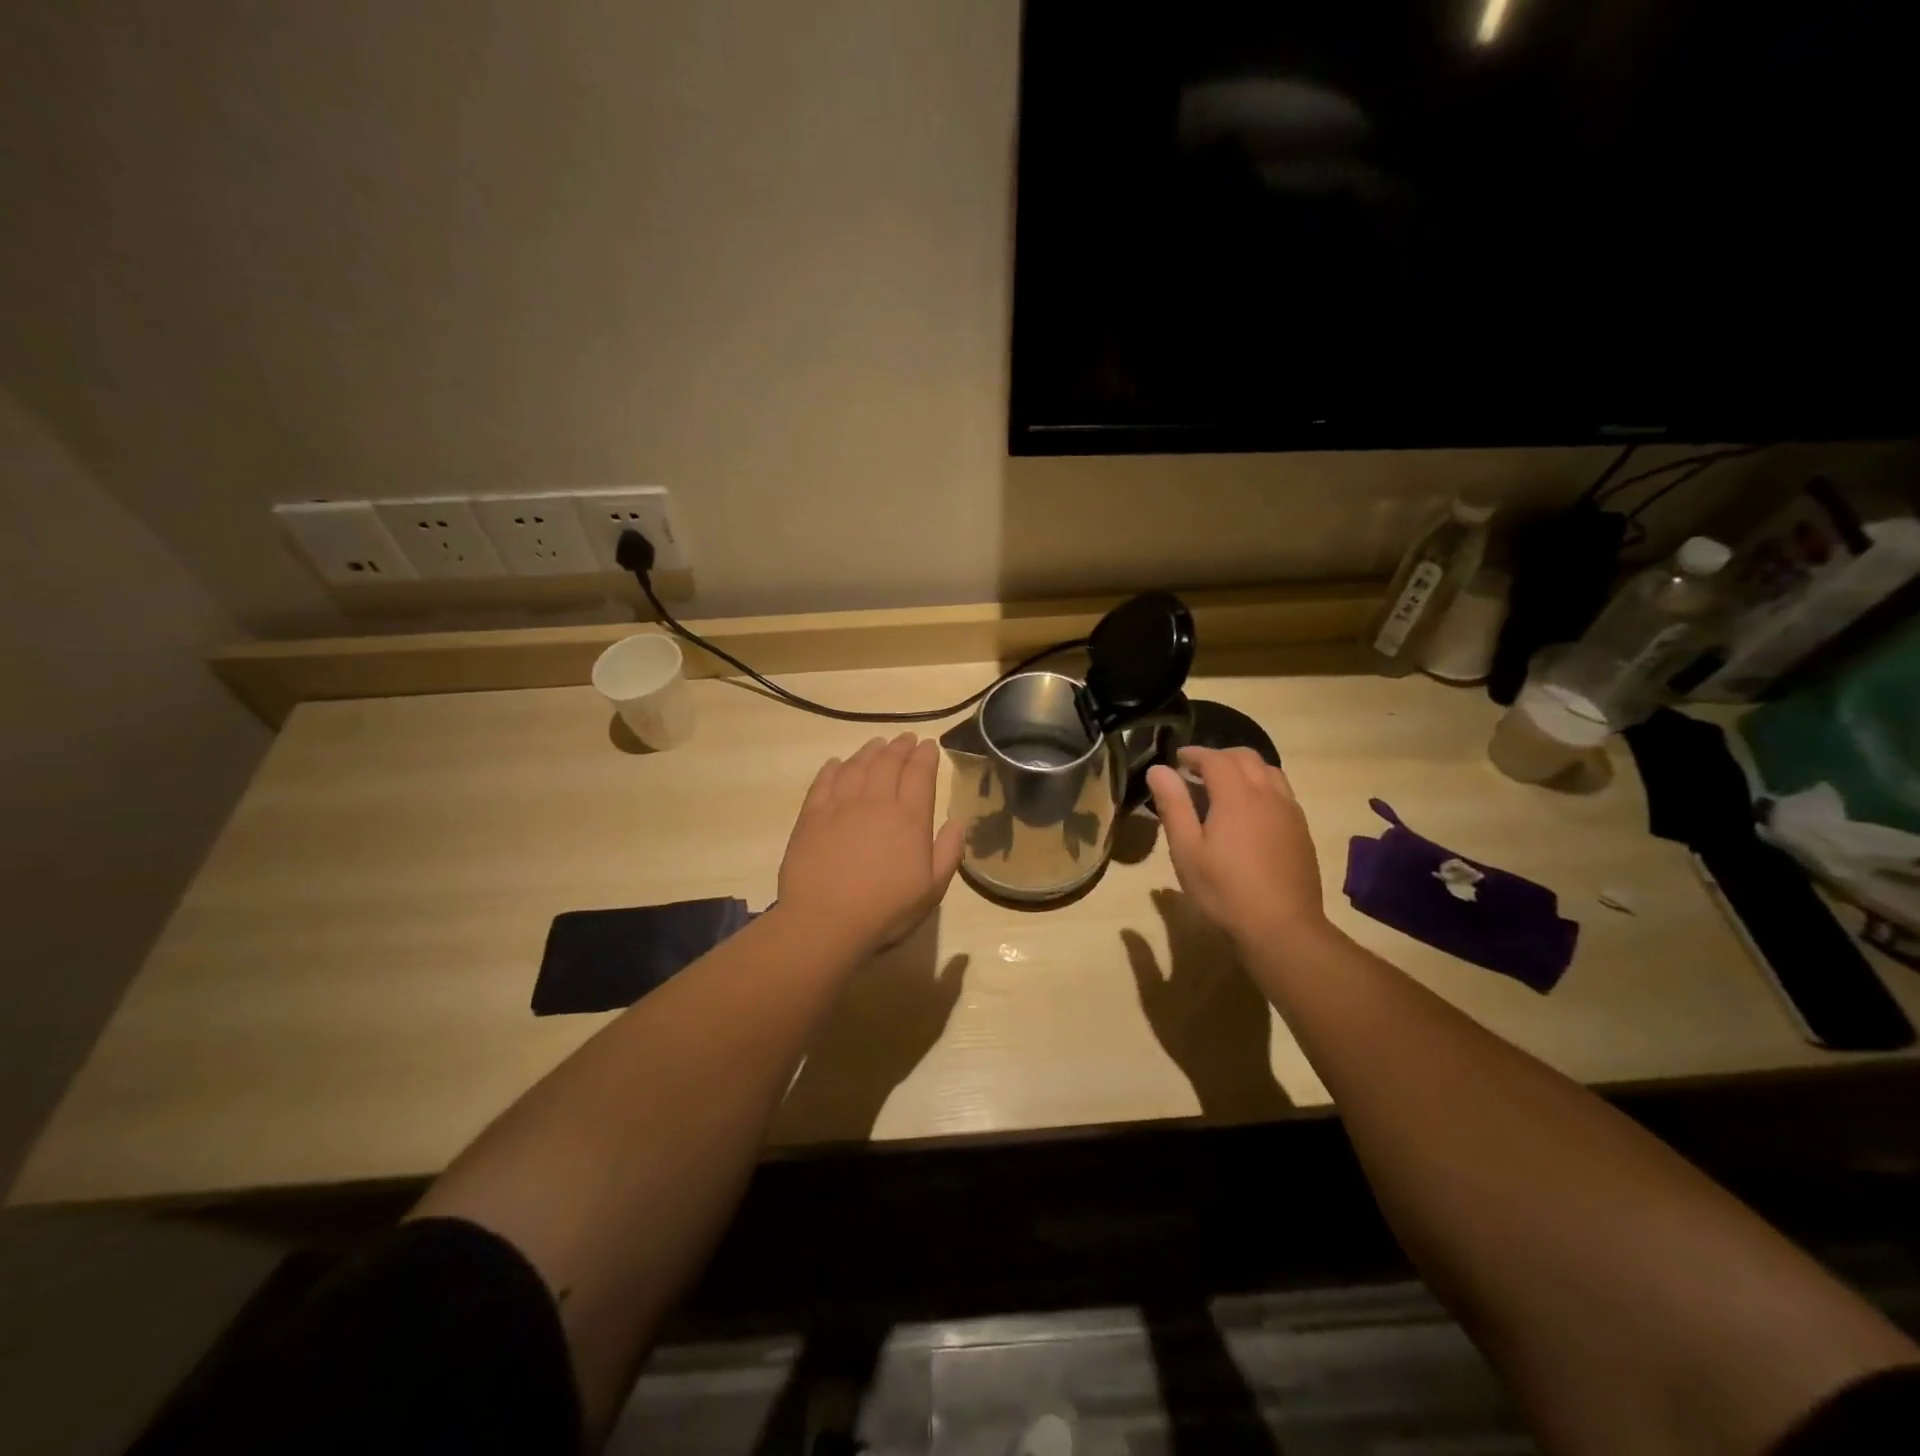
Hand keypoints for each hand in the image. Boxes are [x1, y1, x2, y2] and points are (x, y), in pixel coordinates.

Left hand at [778, 733, 965, 955]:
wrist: (825, 921)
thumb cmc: (885, 910)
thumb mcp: (932, 889)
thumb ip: (948, 852)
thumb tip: (958, 822)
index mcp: (909, 818)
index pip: (920, 774)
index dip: (925, 756)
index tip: (929, 745)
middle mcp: (876, 801)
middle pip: (888, 762)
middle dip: (900, 746)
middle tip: (906, 739)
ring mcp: (840, 805)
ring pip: (857, 766)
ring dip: (870, 751)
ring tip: (877, 744)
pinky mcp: (811, 816)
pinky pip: (824, 781)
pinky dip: (834, 768)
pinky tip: (837, 764)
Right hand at [1146, 746, 1328, 948]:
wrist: (1282, 928)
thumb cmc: (1225, 890)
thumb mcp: (1186, 850)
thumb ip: (1173, 805)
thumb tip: (1159, 769)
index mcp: (1237, 796)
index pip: (1215, 758)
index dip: (1194, 754)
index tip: (1177, 759)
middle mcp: (1268, 795)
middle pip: (1246, 757)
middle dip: (1219, 757)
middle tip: (1197, 771)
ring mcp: (1290, 812)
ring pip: (1269, 771)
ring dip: (1244, 769)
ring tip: (1224, 787)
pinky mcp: (1301, 830)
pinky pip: (1282, 792)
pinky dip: (1262, 786)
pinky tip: (1250, 812)